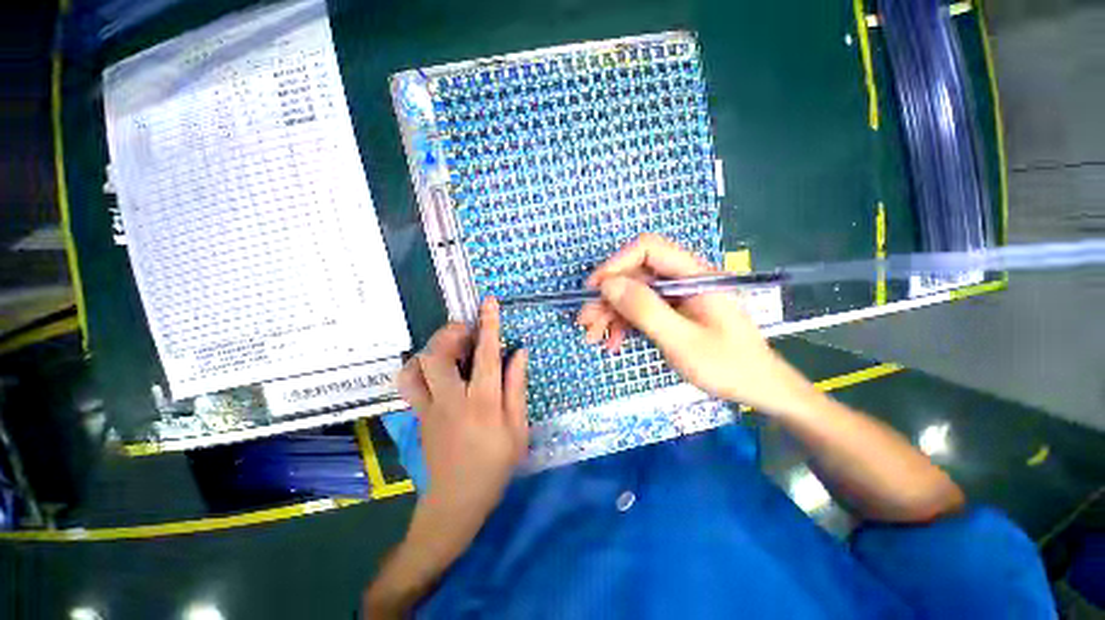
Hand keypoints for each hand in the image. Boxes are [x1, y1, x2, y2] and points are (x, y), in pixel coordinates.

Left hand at [396, 297, 528, 546]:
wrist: (457, 499)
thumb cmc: (496, 463)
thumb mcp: (518, 427)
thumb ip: (517, 386)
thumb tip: (519, 352)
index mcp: (483, 403)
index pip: (486, 355)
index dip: (488, 325)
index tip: (488, 301)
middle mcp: (452, 400)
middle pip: (438, 355)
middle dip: (450, 332)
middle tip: (467, 330)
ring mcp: (429, 408)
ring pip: (416, 367)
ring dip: (431, 348)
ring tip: (450, 347)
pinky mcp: (418, 415)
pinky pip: (409, 383)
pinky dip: (418, 366)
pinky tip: (435, 368)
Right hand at [578, 234, 810, 413]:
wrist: (759, 388)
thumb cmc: (727, 366)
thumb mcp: (682, 340)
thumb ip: (645, 309)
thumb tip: (609, 285)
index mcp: (694, 275)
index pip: (647, 249)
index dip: (616, 264)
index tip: (593, 290)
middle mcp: (684, 279)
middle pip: (635, 274)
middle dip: (607, 297)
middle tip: (584, 322)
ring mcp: (678, 296)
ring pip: (634, 294)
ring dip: (611, 314)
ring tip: (594, 338)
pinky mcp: (674, 312)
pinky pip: (643, 310)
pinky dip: (625, 324)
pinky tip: (614, 342)